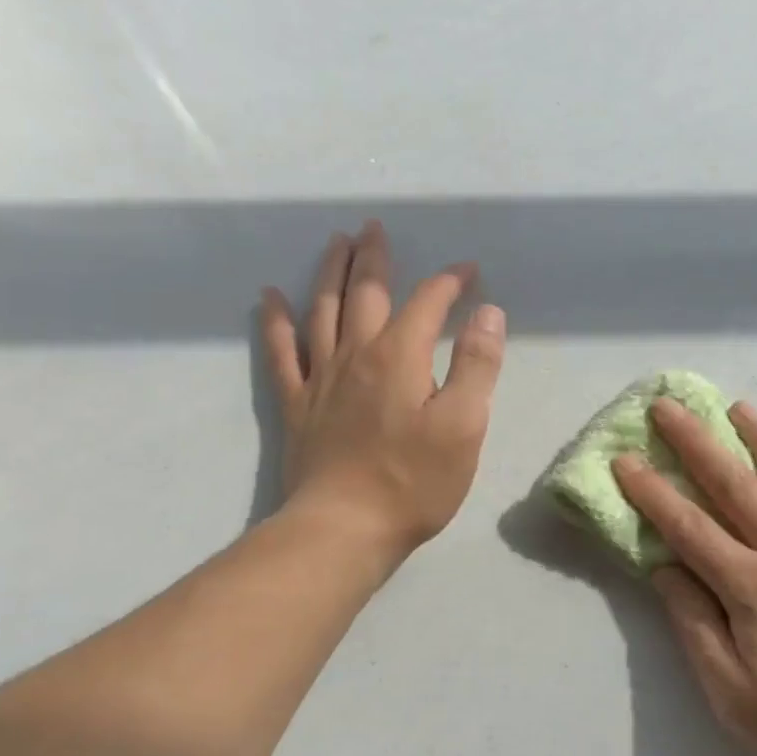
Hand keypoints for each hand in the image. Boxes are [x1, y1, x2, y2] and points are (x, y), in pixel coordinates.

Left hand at [261, 222, 504, 560]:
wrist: (345, 527)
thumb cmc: (414, 481)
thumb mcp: (464, 425)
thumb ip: (478, 365)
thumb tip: (487, 313)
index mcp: (400, 356)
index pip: (428, 302)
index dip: (450, 282)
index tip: (469, 272)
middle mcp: (356, 353)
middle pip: (365, 291)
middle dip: (374, 257)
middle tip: (375, 228)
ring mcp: (321, 378)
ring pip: (323, 310)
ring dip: (330, 272)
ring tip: (335, 243)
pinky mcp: (296, 405)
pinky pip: (281, 352)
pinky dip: (275, 321)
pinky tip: (269, 297)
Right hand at [613, 399, 756, 755]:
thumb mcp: (733, 696)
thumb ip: (696, 626)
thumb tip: (666, 569)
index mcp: (755, 590)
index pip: (689, 528)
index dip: (652, 492)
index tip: (625, 458)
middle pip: (737, 486)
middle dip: (696, 443)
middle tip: (668, 406)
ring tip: (739, 408)